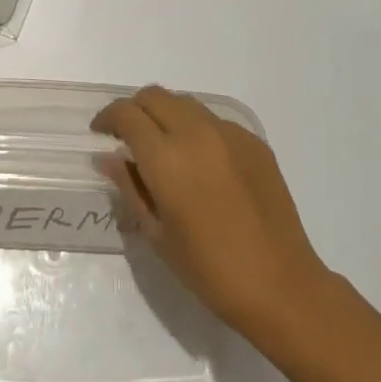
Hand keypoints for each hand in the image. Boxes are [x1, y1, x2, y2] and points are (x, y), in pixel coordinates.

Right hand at [93, 85, 330, 339]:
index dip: (108, 118)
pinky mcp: (255, 142)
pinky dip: (196, 129)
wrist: (280, 285)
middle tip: (127, 136)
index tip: (100, 133)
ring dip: (165, 114)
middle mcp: (197, 133)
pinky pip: (215, 121)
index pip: (127, 114)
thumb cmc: (209, 270)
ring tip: (162, 146)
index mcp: (167, 158)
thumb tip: (107, 157)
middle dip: (134, 109)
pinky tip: (200, 163)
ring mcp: (230, 134)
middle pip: (155, 96)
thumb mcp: (157, 234)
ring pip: (186, 103)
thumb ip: (130, 186)